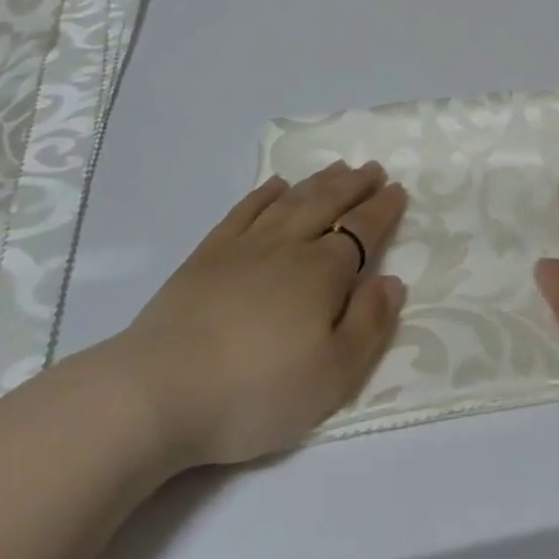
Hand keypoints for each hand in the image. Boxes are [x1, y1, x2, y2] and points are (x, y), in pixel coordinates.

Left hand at [103, 162, 405, 474]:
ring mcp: (245, 245)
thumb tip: (392, 281)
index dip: (383, 210)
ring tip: (338, 167)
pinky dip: (265, 193)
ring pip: (291, 201)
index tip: (398, 190)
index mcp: (323, 272)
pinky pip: (244, 210)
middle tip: (373, 168)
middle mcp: (288, 246)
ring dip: (318, 182)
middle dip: (355, 185)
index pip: (362, 230)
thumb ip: (369, 325)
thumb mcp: (332, 376)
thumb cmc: (255, 391)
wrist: (160, 390)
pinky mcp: (208, 255)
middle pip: (329, 204)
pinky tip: (276, 186)